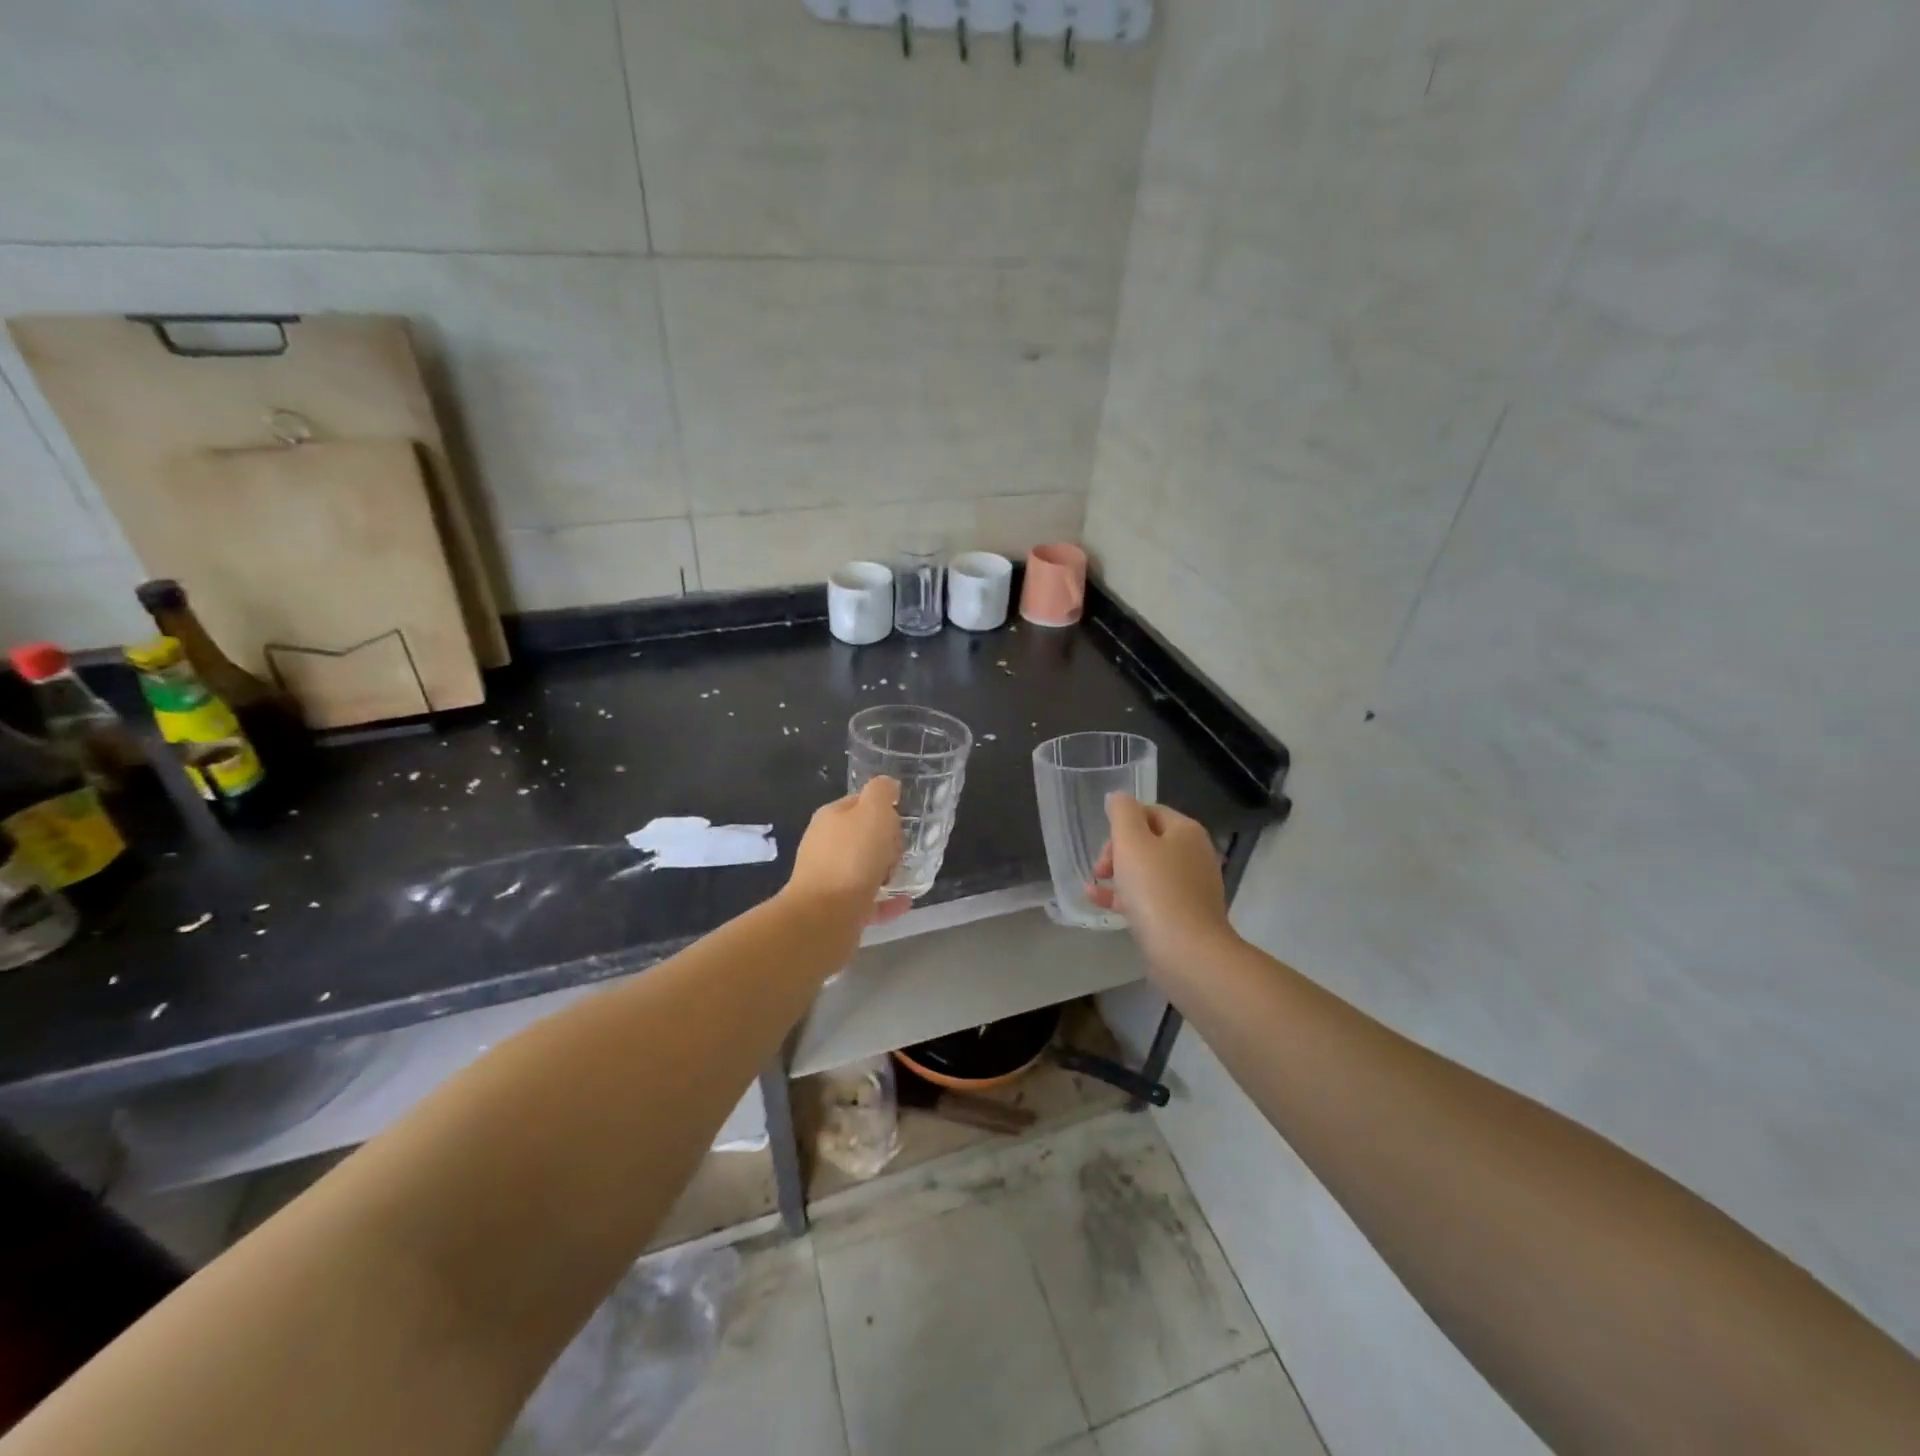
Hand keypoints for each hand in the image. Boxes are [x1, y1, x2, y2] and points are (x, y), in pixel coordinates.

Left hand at [787, 777, 909, 923]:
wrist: (824, 916)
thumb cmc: (852, 858)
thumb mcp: (873, 811)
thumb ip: (882, 792)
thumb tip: (888, 786)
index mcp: (830, 818)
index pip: (860, 803)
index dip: (884, 809)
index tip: (902, 822)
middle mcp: (825, 846)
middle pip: (862, 837)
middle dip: (886, 843)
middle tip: (902, 851)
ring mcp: (829, 879)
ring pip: (863, 869)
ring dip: (886, 871)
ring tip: (906, 875)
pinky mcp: (836, 909)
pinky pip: (868, 901)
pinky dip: (887, 900)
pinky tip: (905, 901)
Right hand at [1089, 794, 1235, 964]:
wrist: (1187, 952)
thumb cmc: (1155, 889)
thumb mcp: (1131, 841)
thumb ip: (1122, 813)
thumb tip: (1118, 798)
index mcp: (1186, 831)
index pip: (1149, 811)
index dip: (1121, 824)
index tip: (1103, 846)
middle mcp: (1194, 854)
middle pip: (1147, 841)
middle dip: (1117, 851)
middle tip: (1100, 869)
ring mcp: (1191, 887)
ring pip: (1146, 871)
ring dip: (1117, 874)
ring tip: (1094, 884)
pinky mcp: (1183, 915)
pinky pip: (1150, 897)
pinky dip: (1125, 896)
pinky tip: (1098, 902)